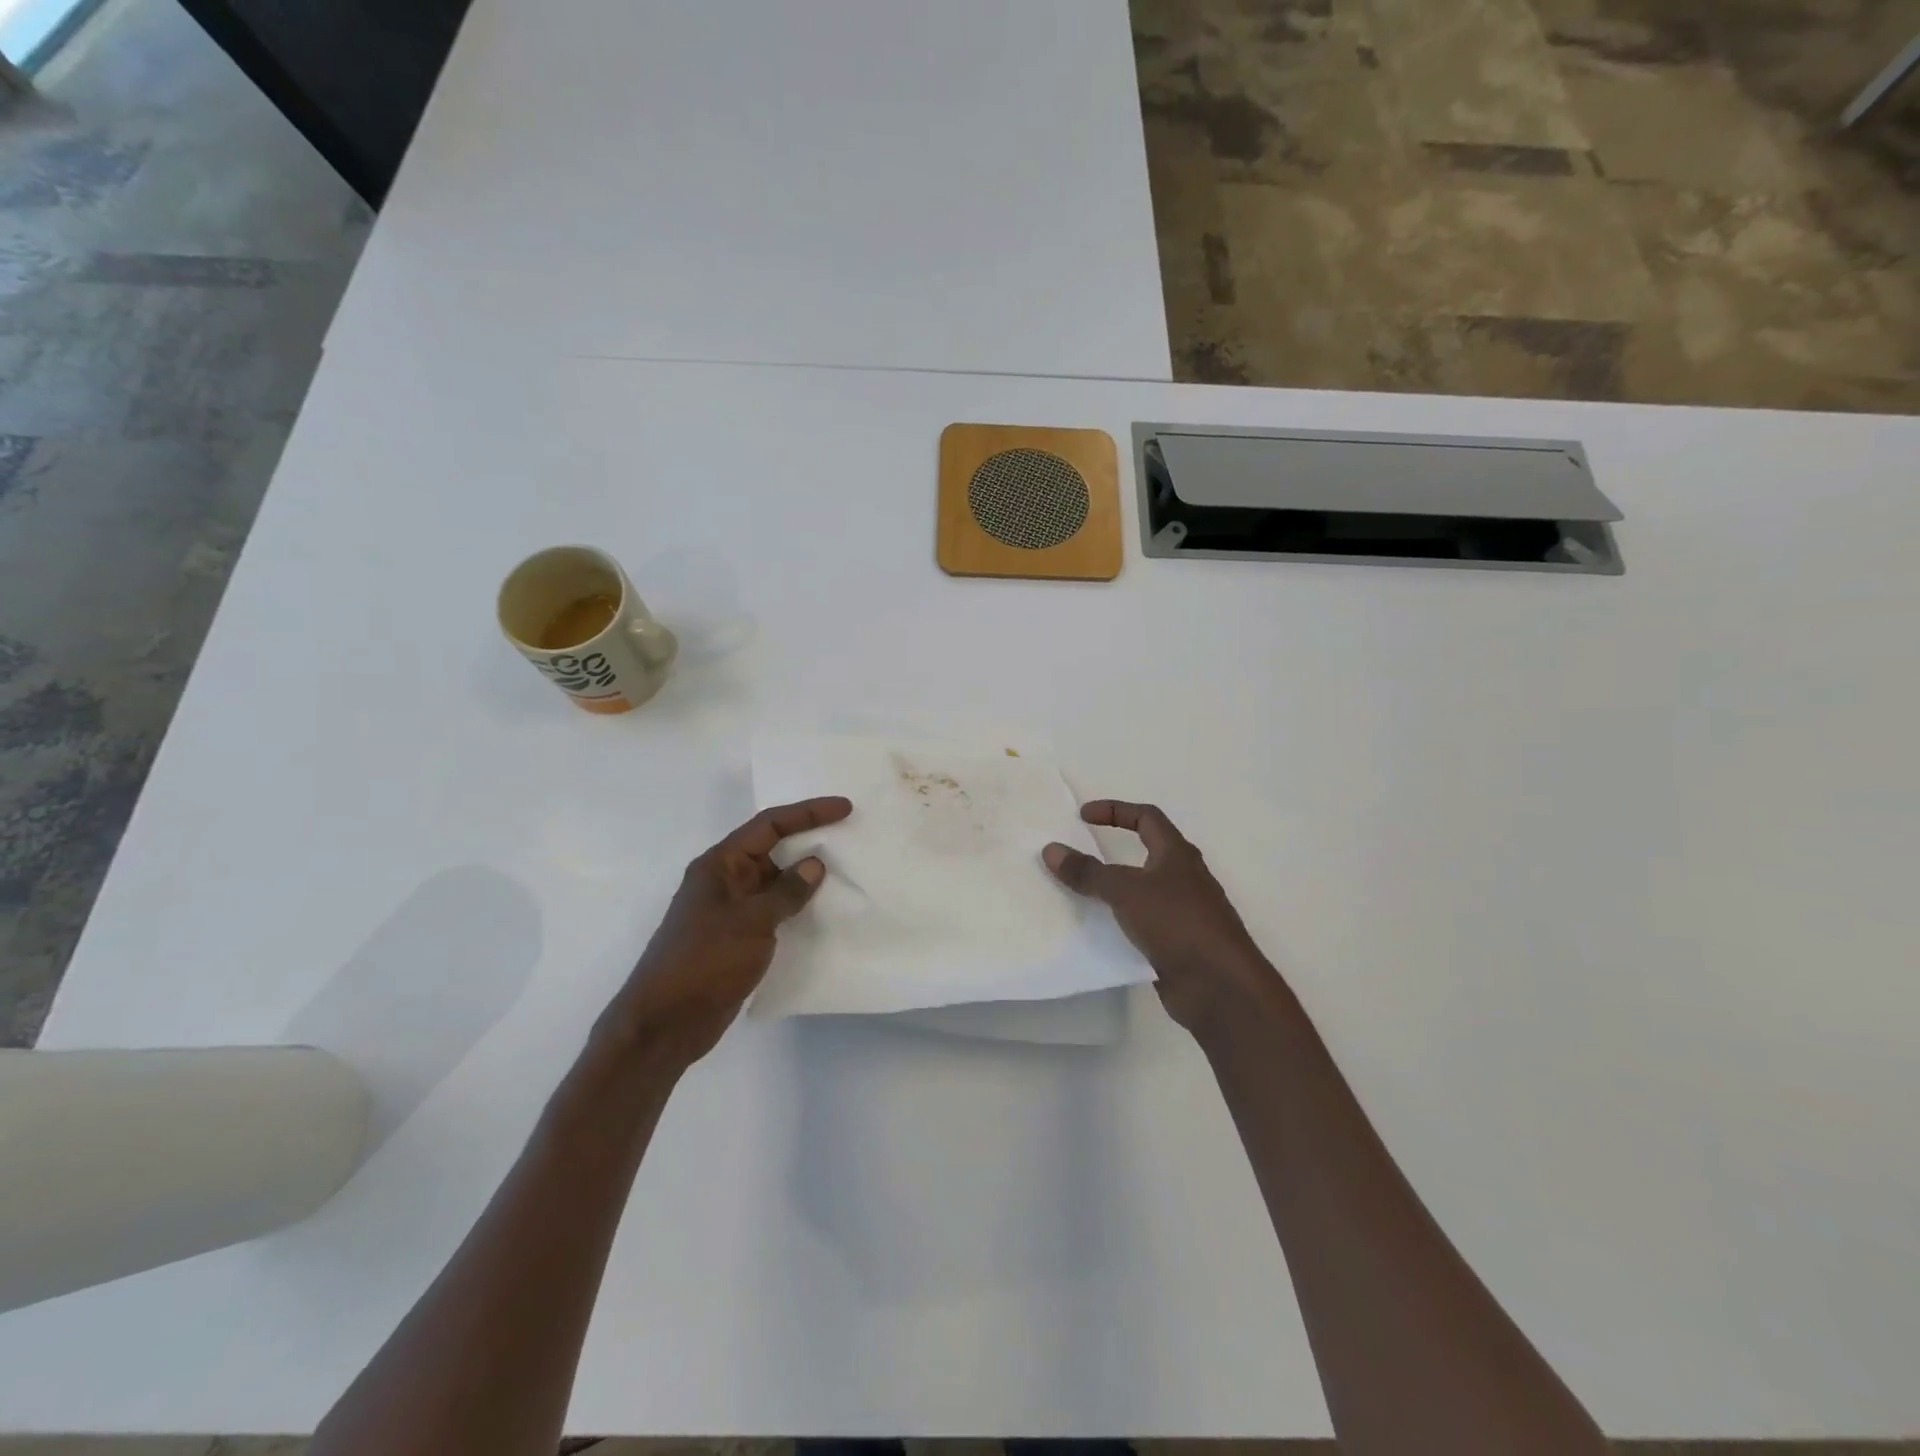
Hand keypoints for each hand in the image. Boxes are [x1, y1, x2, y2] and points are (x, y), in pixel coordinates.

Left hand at [606, 796, 852, 1066]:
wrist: (665, 1024)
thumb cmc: (704, 962)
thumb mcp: (751, 922)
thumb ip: (786, 891)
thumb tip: (814, 865)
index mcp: (720, 865)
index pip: (769, 825)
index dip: (808, 813)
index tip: (844, 808)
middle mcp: (724, 881)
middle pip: (772, 849)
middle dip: (808, 840)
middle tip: (849, 836)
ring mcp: (730, 910)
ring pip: (775, 881)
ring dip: (805, 877)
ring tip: (845, 871)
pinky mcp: (738, 938)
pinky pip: (774, 910)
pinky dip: (797, 906)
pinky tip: (823, 911)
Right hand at [1043, 800, 1279, 1037]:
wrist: (1220, 985)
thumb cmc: (1178, 923)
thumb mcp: (1126, 891)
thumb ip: (1088, 872)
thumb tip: (1051, 849)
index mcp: (1177, 855)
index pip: (1146, 817)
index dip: (1115, 810)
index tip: (1082, 816)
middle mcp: (1183, 878)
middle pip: (1146, 852)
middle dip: (1113, 850)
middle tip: (1079, 852)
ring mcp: (1182, 913)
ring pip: (1142, 890)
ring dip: (1114, 888)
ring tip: (1079, 892)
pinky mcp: (1177, 943)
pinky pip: (1141, 923)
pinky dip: (1120, 921)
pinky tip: (1097, 931)